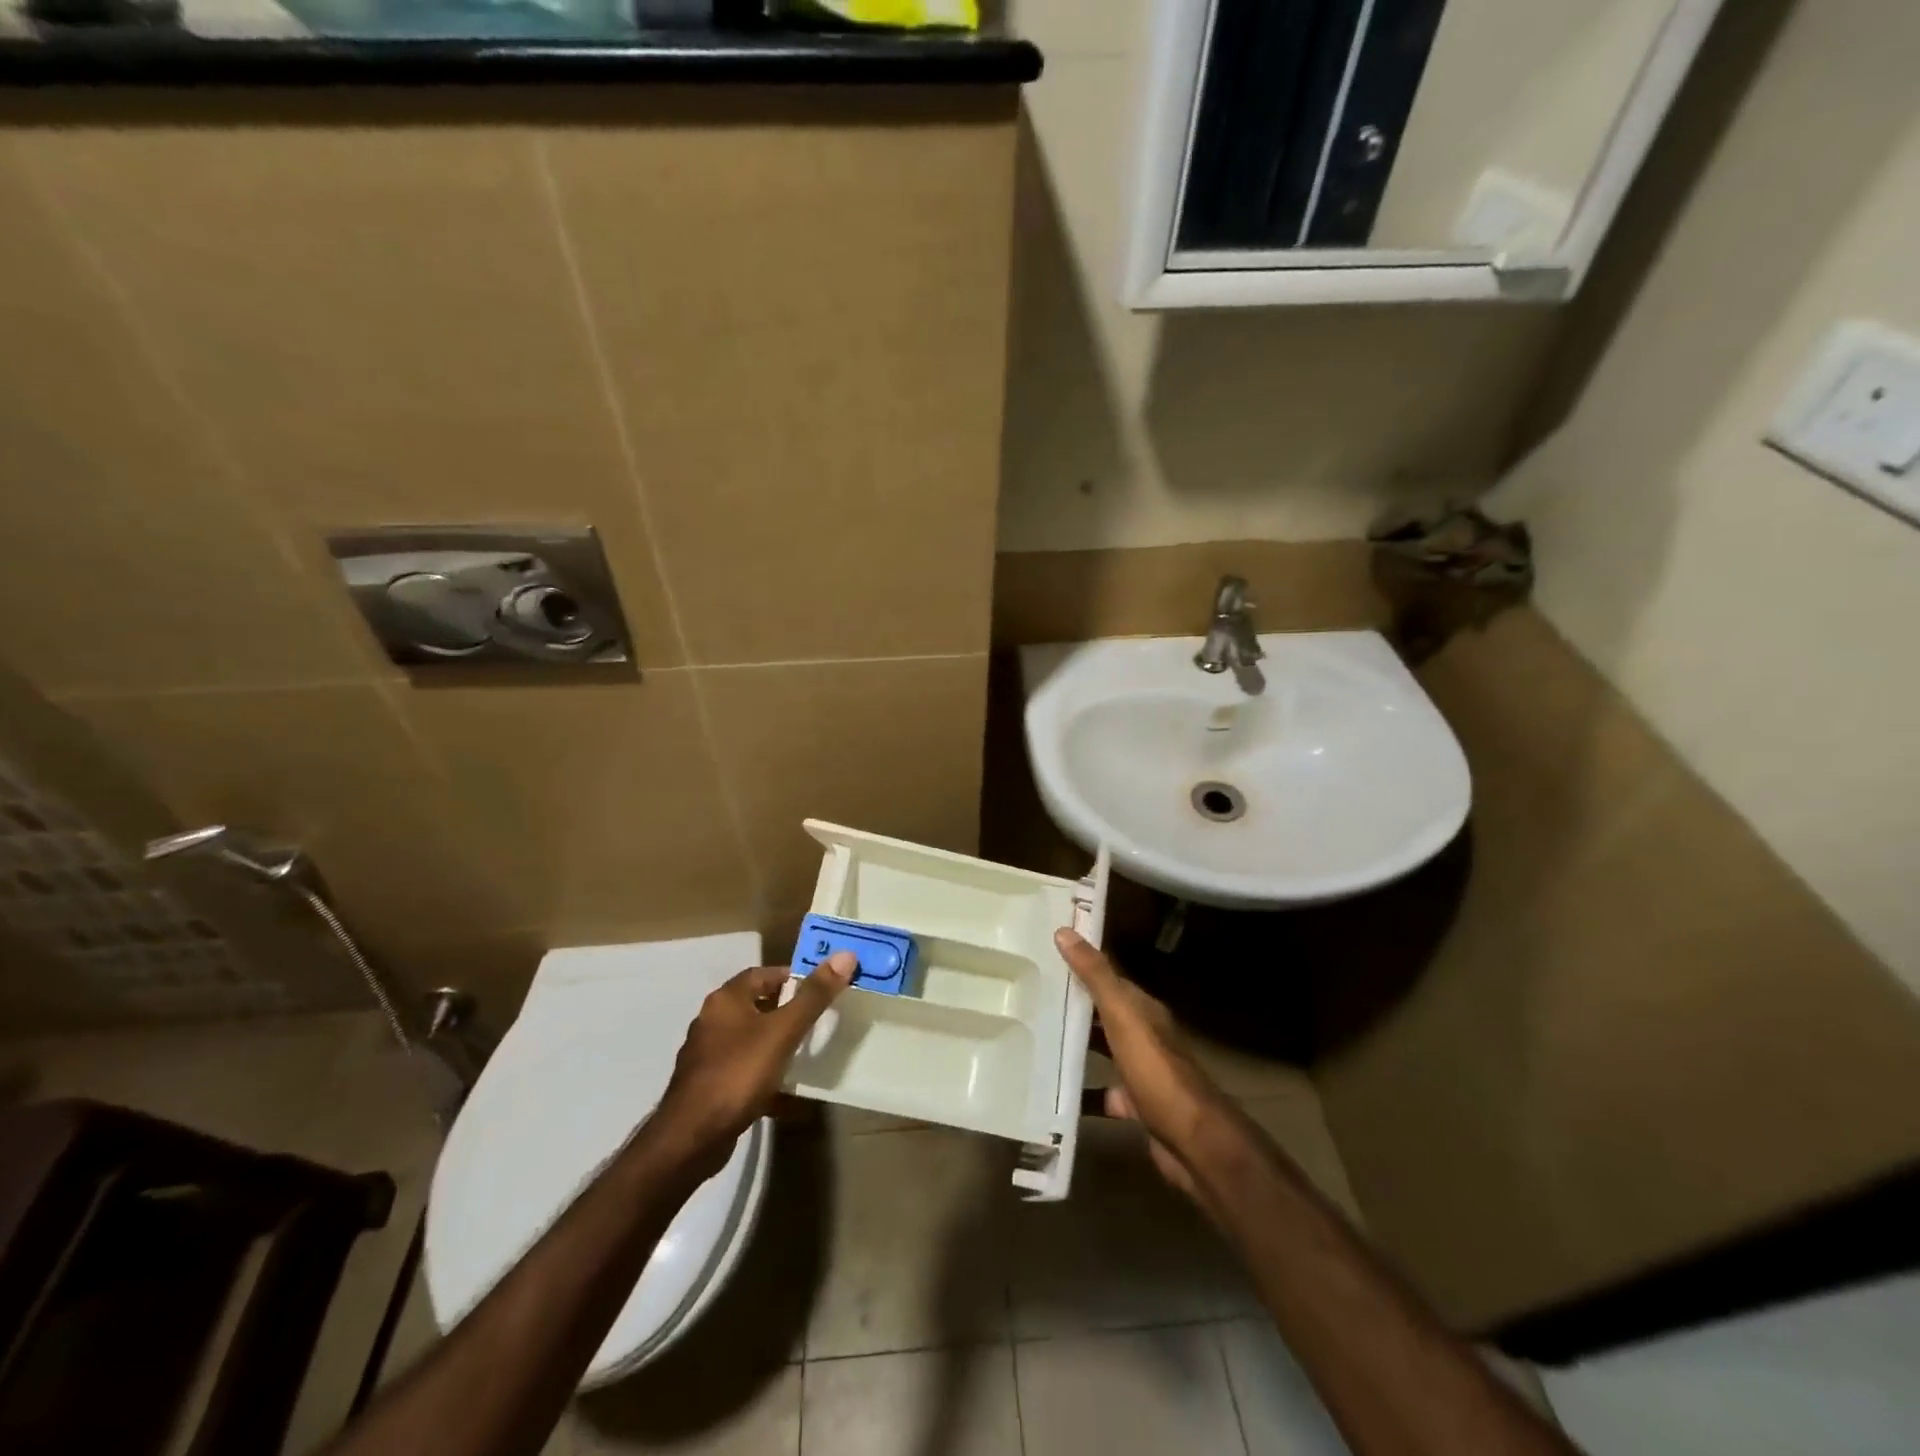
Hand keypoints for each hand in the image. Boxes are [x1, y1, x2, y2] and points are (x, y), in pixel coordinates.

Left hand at [651, 953, 855, 1177]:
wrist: (691, 1138)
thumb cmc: (738, 1073)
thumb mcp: (782, 1031)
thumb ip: (813, 996)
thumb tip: (845, 955)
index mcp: (726, 1000)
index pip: (762, 973)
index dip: (791, 977)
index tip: (819, 988)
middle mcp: (712, 1021)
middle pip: (755, 1004)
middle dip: (786, 1009)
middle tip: (817, 1017)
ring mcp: (708, 1056)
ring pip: (750, 1039)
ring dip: (775, 1042)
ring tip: (806, 1051)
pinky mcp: (709, 1086)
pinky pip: (744, 1071)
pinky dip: (765, 1075)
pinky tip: (787, 1092)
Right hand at [1055, 928, 1250, 1203]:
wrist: (1193, 1142)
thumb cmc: (1157, 1072)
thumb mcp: (1123, 1016)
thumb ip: (1096, 976)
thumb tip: (1065, 930)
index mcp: (1143, 1009)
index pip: (1108, 977)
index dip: (1080, 964)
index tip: (1044, 954)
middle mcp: (1144, 1035)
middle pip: (1104, 1013)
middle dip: (1073, 1004)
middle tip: (1028, 995)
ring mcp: (1142, 1072)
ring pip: (1104, 1051)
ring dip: (1076, 1045)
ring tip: (1035, 1038)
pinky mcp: (1136, 1106)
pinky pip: (1104, 1093)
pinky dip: (1083, 1092)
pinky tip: (1055, 1092)